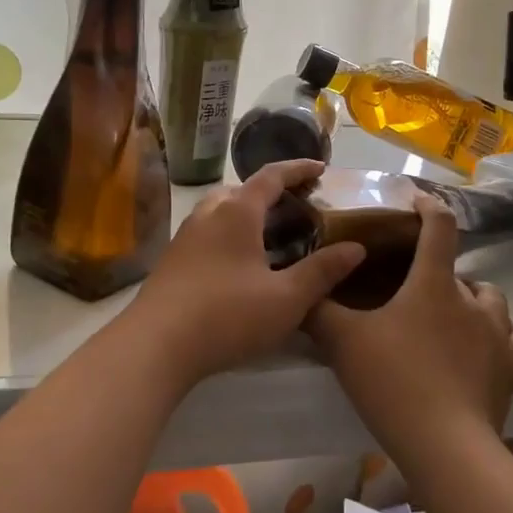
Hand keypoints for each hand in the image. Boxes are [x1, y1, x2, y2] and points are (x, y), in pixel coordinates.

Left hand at [123, 160, 365, 388]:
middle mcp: (209, 214)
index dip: (298, 169)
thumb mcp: (286, 299)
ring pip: (221, 211)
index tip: (320, 168)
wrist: (155, 345)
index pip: (271, 177)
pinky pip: (208, 232)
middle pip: (243, 190)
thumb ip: (322, 271)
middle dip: (271, 192)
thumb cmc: (227, 315)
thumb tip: (356, 247)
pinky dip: (230, 233)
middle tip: (297, 207)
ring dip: (247, 213)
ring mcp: (186, 236)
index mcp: (237, 212)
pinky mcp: (173, 260)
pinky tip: (240, 264)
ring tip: (270, 234)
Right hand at [307, 193, 512, 472]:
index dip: (428, 206)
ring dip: (474, 299)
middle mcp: (472, 300)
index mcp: (433, 282)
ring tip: (451, 315)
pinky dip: (506, 332)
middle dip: (440, 272)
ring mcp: (499, 334)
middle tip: (414, 288)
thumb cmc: (393, 382)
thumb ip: (318, 310)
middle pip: (462, 269)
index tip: (416, 201)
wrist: (445, 447)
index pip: (439, 226)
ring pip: (493, 299)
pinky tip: (488, 343)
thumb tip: (301, 290)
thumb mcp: (342, 341)